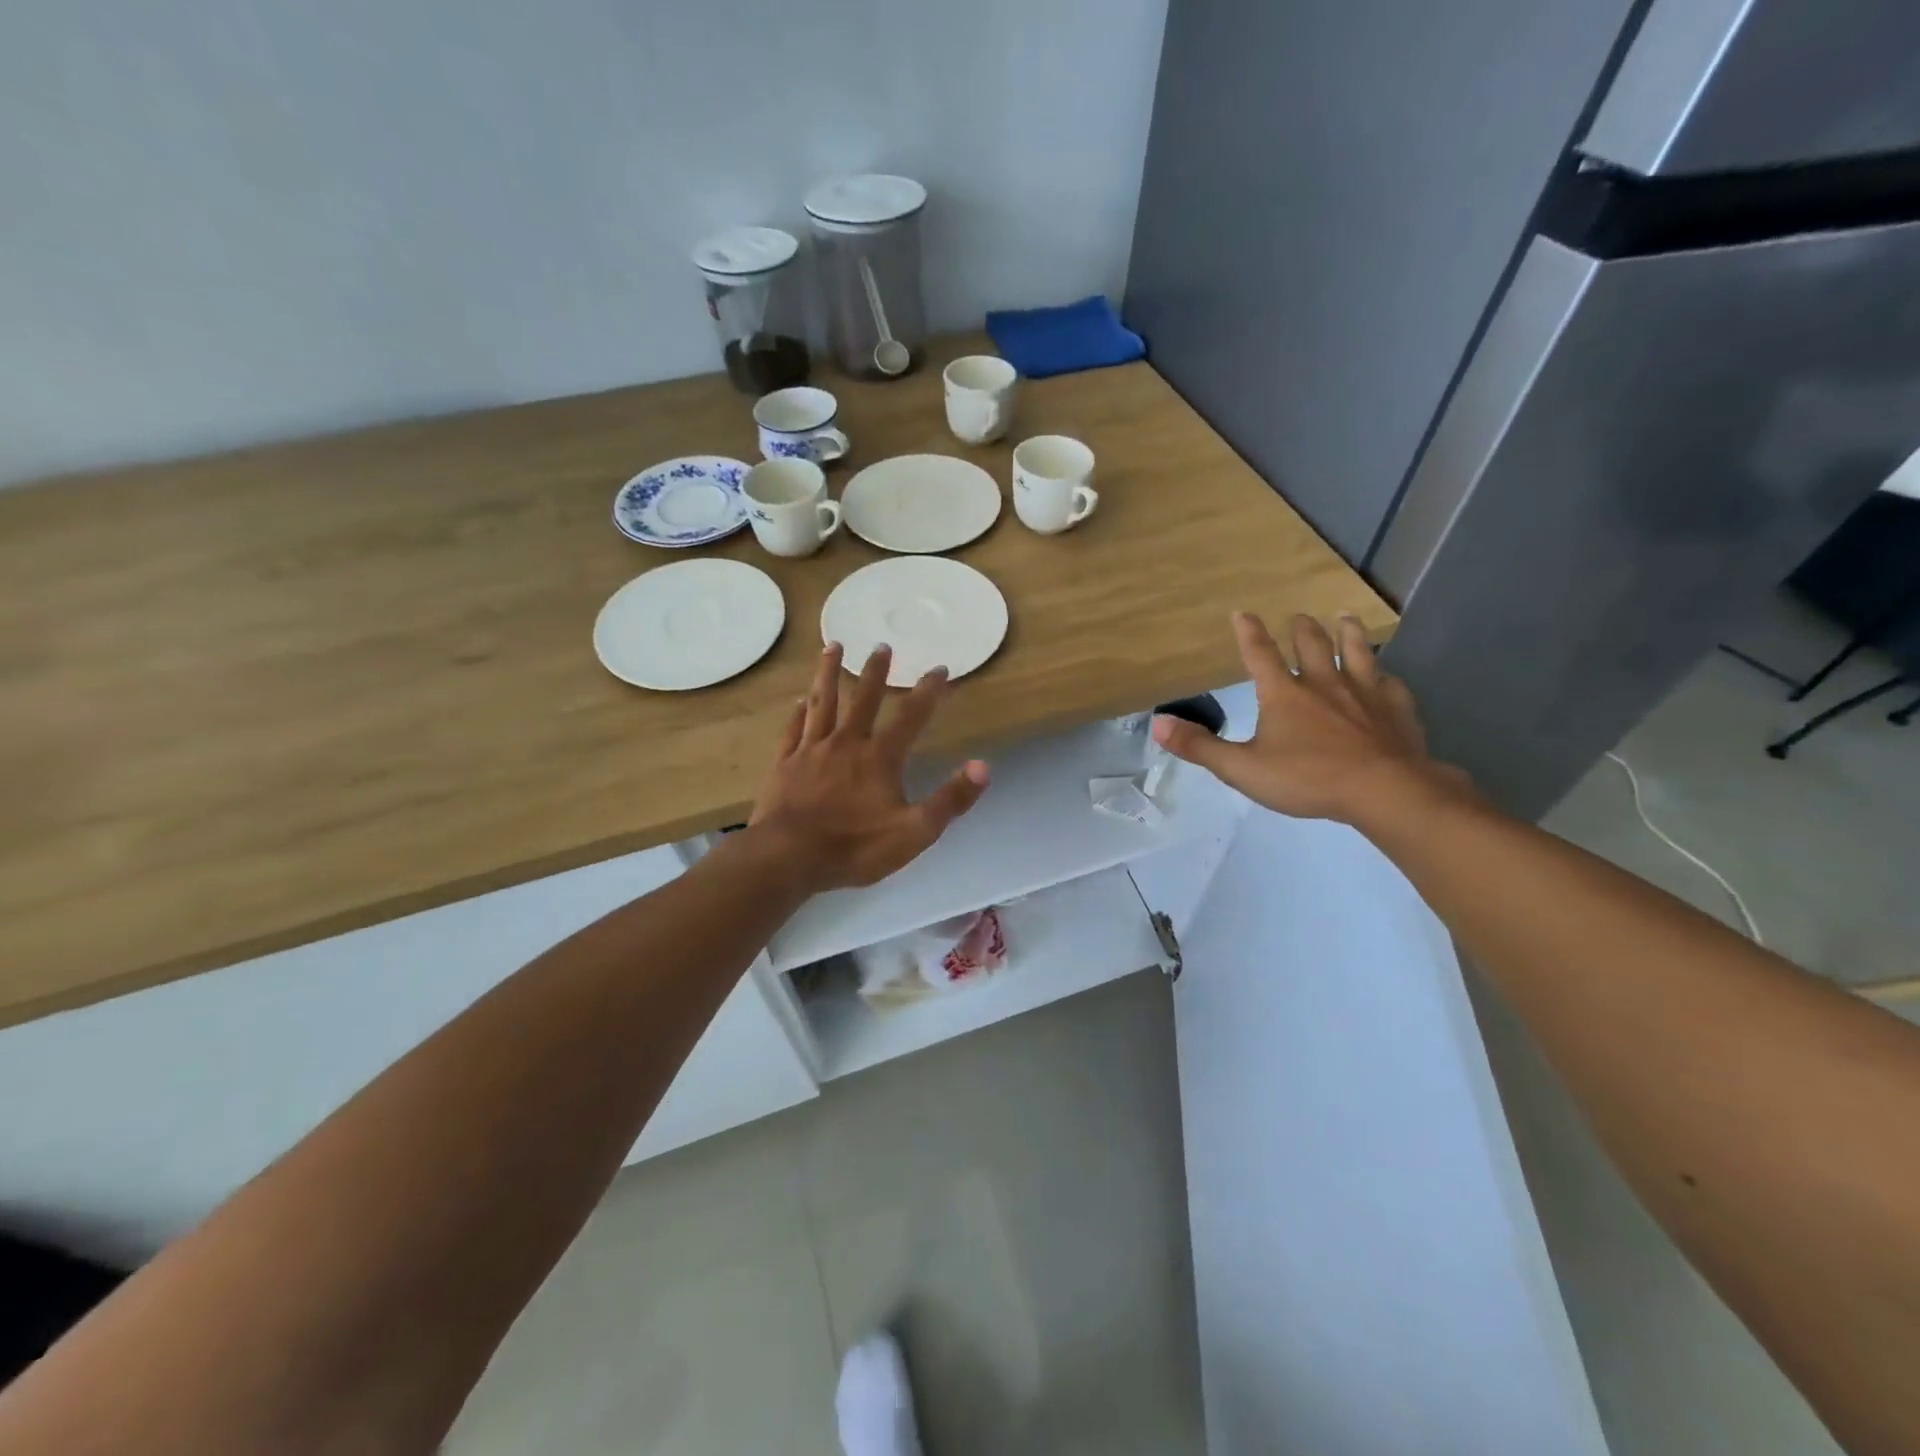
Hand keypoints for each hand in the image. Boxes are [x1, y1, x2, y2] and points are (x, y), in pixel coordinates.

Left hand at [749, 643, 990, 893]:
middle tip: (882, 645)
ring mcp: (811, 751)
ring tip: (833, 646)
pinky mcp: (785, 764)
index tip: (940, 669)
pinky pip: (794, 730)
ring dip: (829, 673)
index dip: (928, 692)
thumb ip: (950, 799)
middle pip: (863, 699)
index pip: (911, 717)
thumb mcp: (914, 832)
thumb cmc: (854, 847)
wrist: (788, 857)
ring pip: (823, 703)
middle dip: (875, 672)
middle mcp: (846, 743)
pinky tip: (800, 701)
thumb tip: (983, 766)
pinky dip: (798, 713)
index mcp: (879, 758)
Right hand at [1151, 612, 1470, 826]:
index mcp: (1283, 694)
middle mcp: (1323, 683)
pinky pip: (1390, 683)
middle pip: (1312, 645)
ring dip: (1347, 633)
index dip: (1249, 633)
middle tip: (1298, 616)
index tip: (1242, 613)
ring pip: (1356, 652)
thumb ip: (1200, 747)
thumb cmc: (1307, 778)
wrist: (1384, 790)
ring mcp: (1364, 693)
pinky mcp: (1397, 709)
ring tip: (1345, 618)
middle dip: (1301, 628)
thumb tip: (1157, 723)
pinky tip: (1387, 676)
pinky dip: (1384, 675)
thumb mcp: (1242, 768)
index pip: (1260, 654)